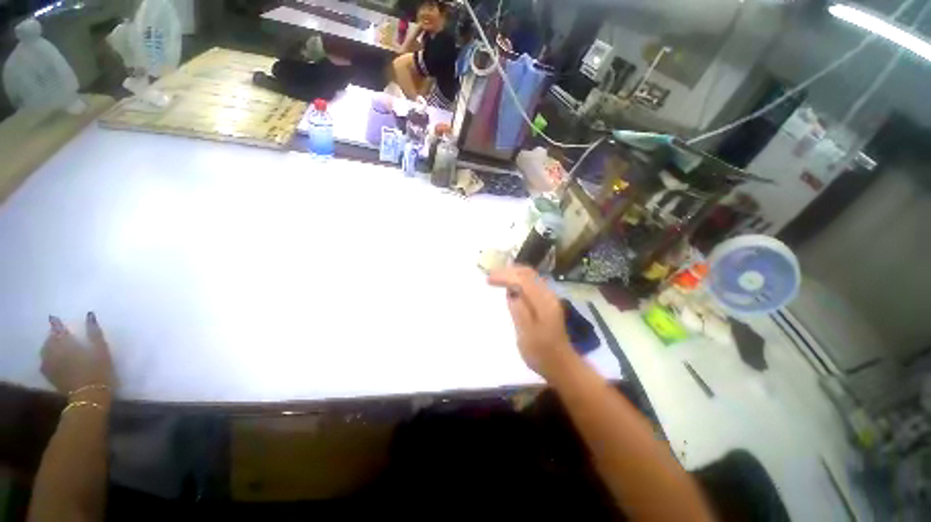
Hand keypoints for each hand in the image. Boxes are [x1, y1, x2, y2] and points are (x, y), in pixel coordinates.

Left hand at [41, 313, 113, 395]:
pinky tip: (51, 360)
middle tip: (58, 334)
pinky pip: (44, 363)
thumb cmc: (98, 369)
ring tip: (55, 346)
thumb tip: (90, 315)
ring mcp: (49, 365)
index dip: (56, 323)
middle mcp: (53, 352)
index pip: (57, 329)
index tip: (54, 318)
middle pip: (49, 340)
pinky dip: (47, 358)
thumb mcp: (101, 349)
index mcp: (65, 343)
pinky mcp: (50, 375)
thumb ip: (94, 332)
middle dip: (53, 336)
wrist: (89, 394)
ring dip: (49, 347)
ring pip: (45, 352)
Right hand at [488, 266, 573, 378]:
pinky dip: (518, 281)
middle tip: (491, 276)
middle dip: (508, 271)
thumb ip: (519, 310)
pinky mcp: (547, 303)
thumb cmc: (542, 353)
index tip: (488, 280)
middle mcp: (548, 295)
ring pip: (530, 277)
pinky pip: (531, 284)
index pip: (523, 278)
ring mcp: (549, 298)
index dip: (505, 275)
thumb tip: (511, 292)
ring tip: (497, 279)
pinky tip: (510, 288)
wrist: (561, 365)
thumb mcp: (527, 334)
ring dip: (513, 274)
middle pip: (528, 273)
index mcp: (543, 301)